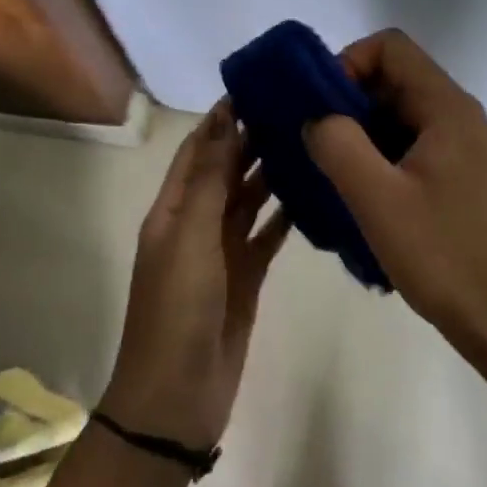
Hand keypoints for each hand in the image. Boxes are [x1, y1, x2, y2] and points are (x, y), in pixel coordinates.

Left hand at [101, 101, 289, 451]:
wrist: (176, 400)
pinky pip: (268, 234)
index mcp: (173, 209)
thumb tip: (223, 117)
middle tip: (296, 108)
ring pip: (250, 199)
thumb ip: (211, 178)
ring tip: (309, 140)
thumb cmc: (177, 310)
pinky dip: (285, 214)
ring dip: (272, 172)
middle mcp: (196, 223)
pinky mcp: (247, 276)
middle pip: (227, 170)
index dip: (222, 118)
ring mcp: (222, 251)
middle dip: (253, 139)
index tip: (258, 86)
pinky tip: (312, 193)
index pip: (199, 149)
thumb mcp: (191, 236)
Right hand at [303, 29, 486, 362]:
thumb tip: (316, 118)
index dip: (348, 63)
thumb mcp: (377, 199)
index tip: (321, 107)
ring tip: (331, 174)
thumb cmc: (443, 255)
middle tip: (316, 144)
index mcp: (446, 106)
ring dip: (360, 135)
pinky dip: (378, 158)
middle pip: (392, 79)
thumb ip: (338, 144)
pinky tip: (360, 198)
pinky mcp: (457, 176)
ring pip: (397, 115)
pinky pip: (408, 146)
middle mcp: (457, 115)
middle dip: (347, 102)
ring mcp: (460, 146)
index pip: (390, 47)